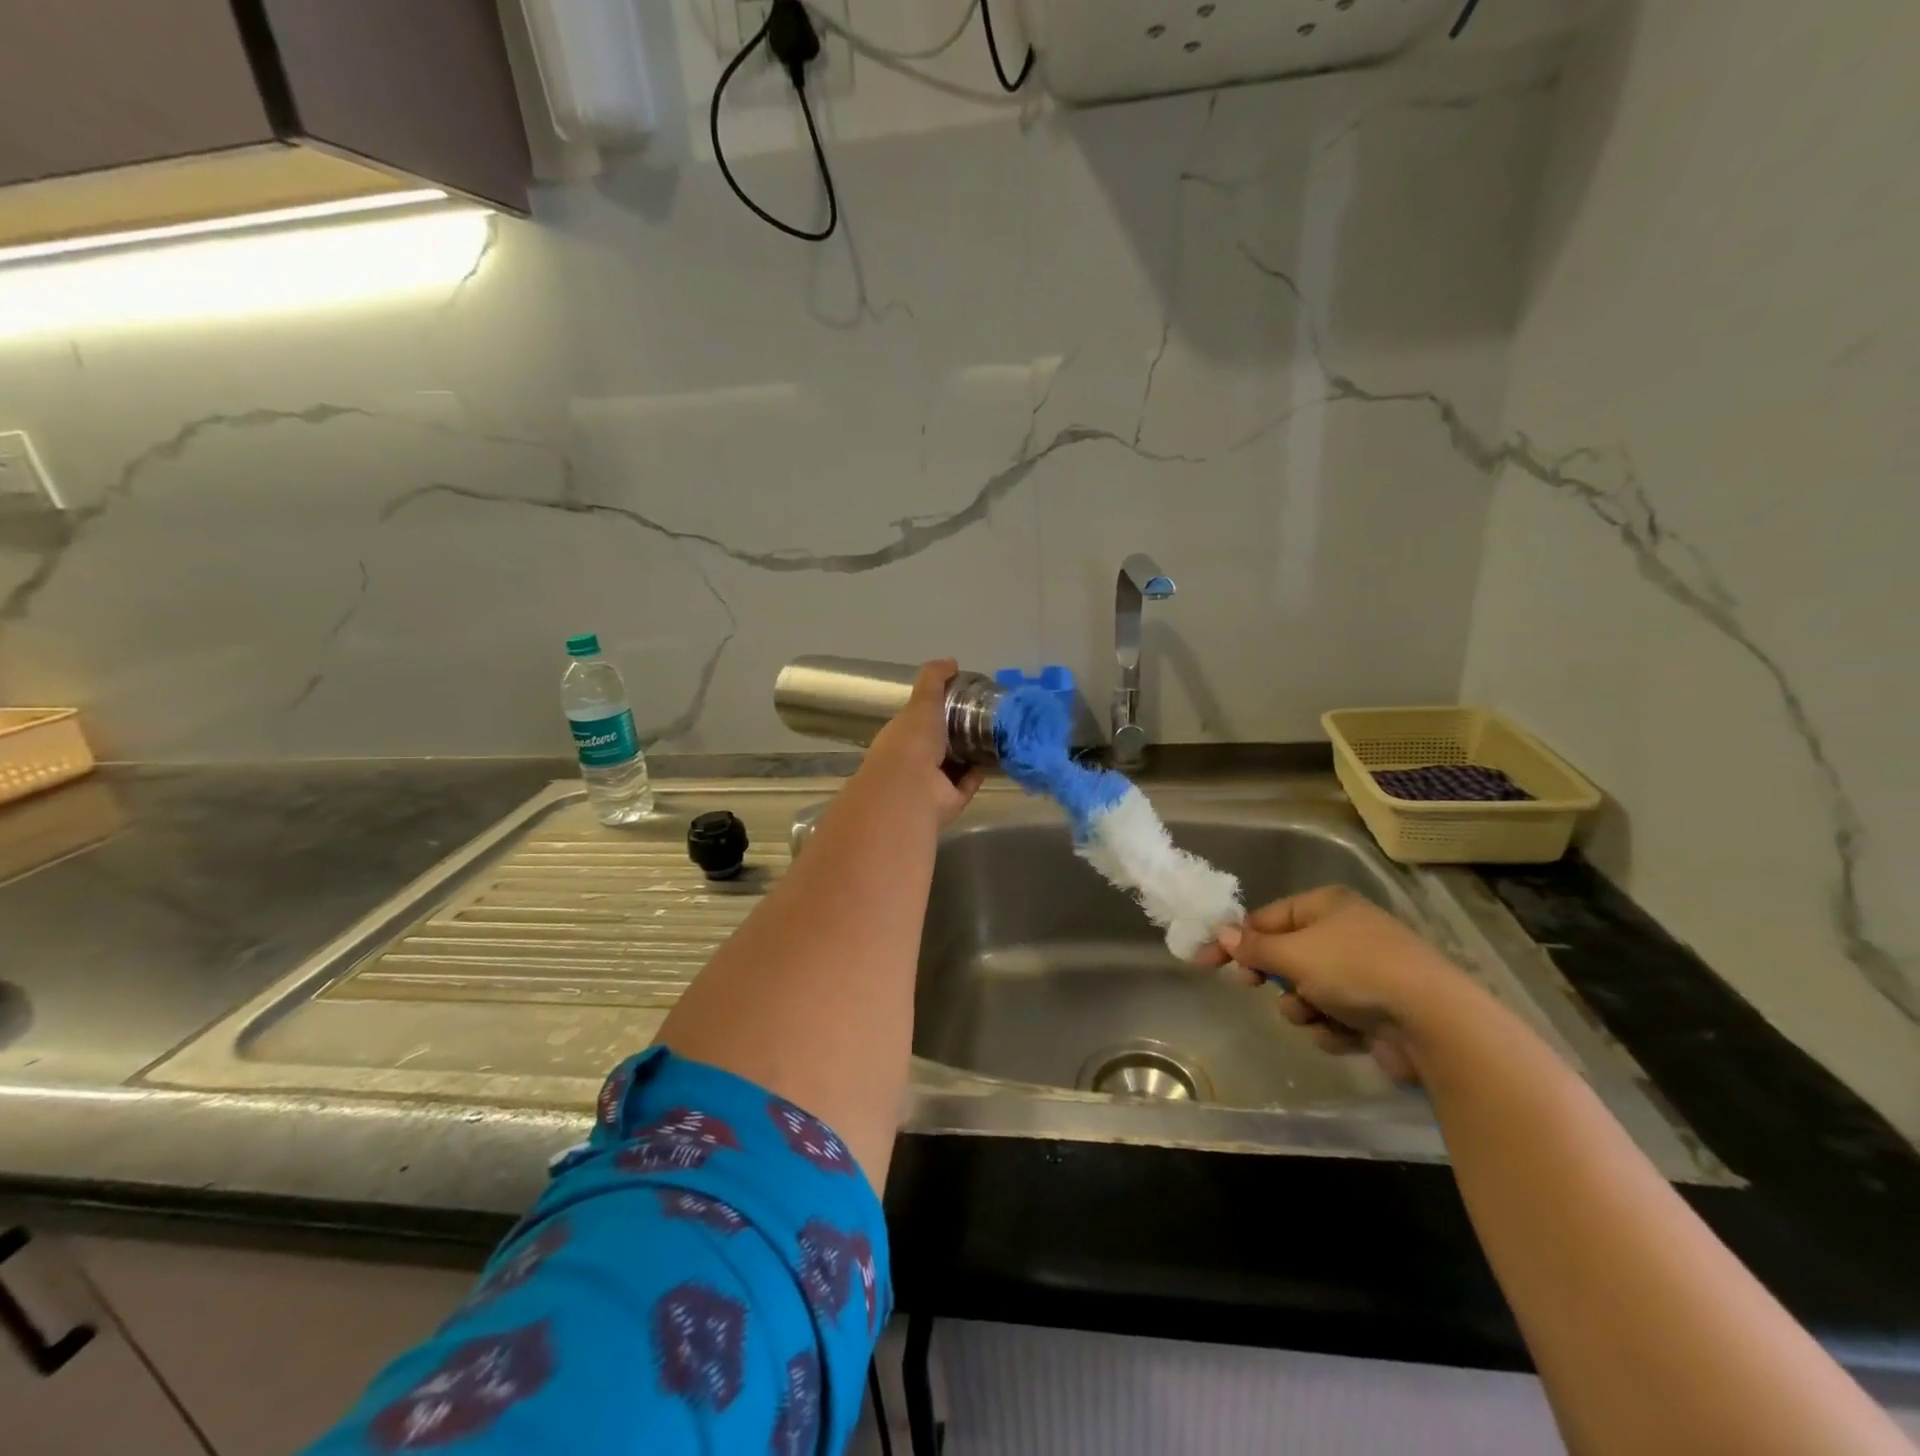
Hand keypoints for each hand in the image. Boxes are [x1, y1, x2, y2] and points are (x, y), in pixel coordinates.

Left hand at [849, 659, 984, 828]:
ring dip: (974, 752)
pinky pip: (968, 782)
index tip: (965, 698)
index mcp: (902, 736)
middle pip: (941, 743)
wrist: (912, 790)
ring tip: (999, 733)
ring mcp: (932, 783)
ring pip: (957, 764)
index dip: (940, 708)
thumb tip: (951, 662)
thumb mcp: (922, 702)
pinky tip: (998, 756)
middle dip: (961, 731)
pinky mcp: (950, 800)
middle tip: (989, 715)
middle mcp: (915, 760)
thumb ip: (934, 680)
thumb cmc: (912, 741)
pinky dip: (981, 771)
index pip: (921, 719)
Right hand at [1193, 886, 1475, 1082]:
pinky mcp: (1377, 1011)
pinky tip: (1347, 1034)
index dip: (1235, 939)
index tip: (1205, 961)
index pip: (1267, 918)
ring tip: (1316, 1014)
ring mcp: (1364, 973)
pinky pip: (1333, 1017)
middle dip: (1274, 977)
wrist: (1433, 1022)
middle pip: (1286, 955)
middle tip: (1251, 985)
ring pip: (1306, 991)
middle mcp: (1345, 933)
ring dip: (1302, 1007)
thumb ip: (1254, 947)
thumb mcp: (1294, 954)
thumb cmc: (1355, 971)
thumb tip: (1222, 934)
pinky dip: (1332, 1027)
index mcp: (1326, 906)